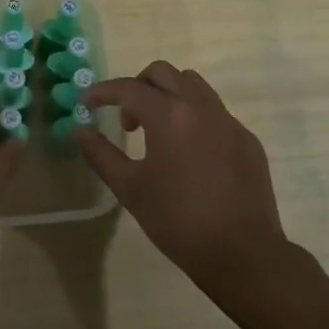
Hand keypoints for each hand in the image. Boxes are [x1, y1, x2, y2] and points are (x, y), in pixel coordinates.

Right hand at [80, 62, 291, 291]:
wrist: (243, 254)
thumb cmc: (178, 221)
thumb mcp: (130, 189)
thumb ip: (101, 154)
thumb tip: (81, 130)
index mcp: (169, 115)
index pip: (128, 88)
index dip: (102, 92)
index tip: (87, 103)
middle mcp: (200, 106)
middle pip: (162, 73)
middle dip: (137, 87)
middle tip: (128, 120)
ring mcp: (228, 121)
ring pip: (193, 84)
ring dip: (169, 94)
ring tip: (159, 130)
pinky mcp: (247, 139)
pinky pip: (215, 111)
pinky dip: (194, 117)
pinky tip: (191, 152)